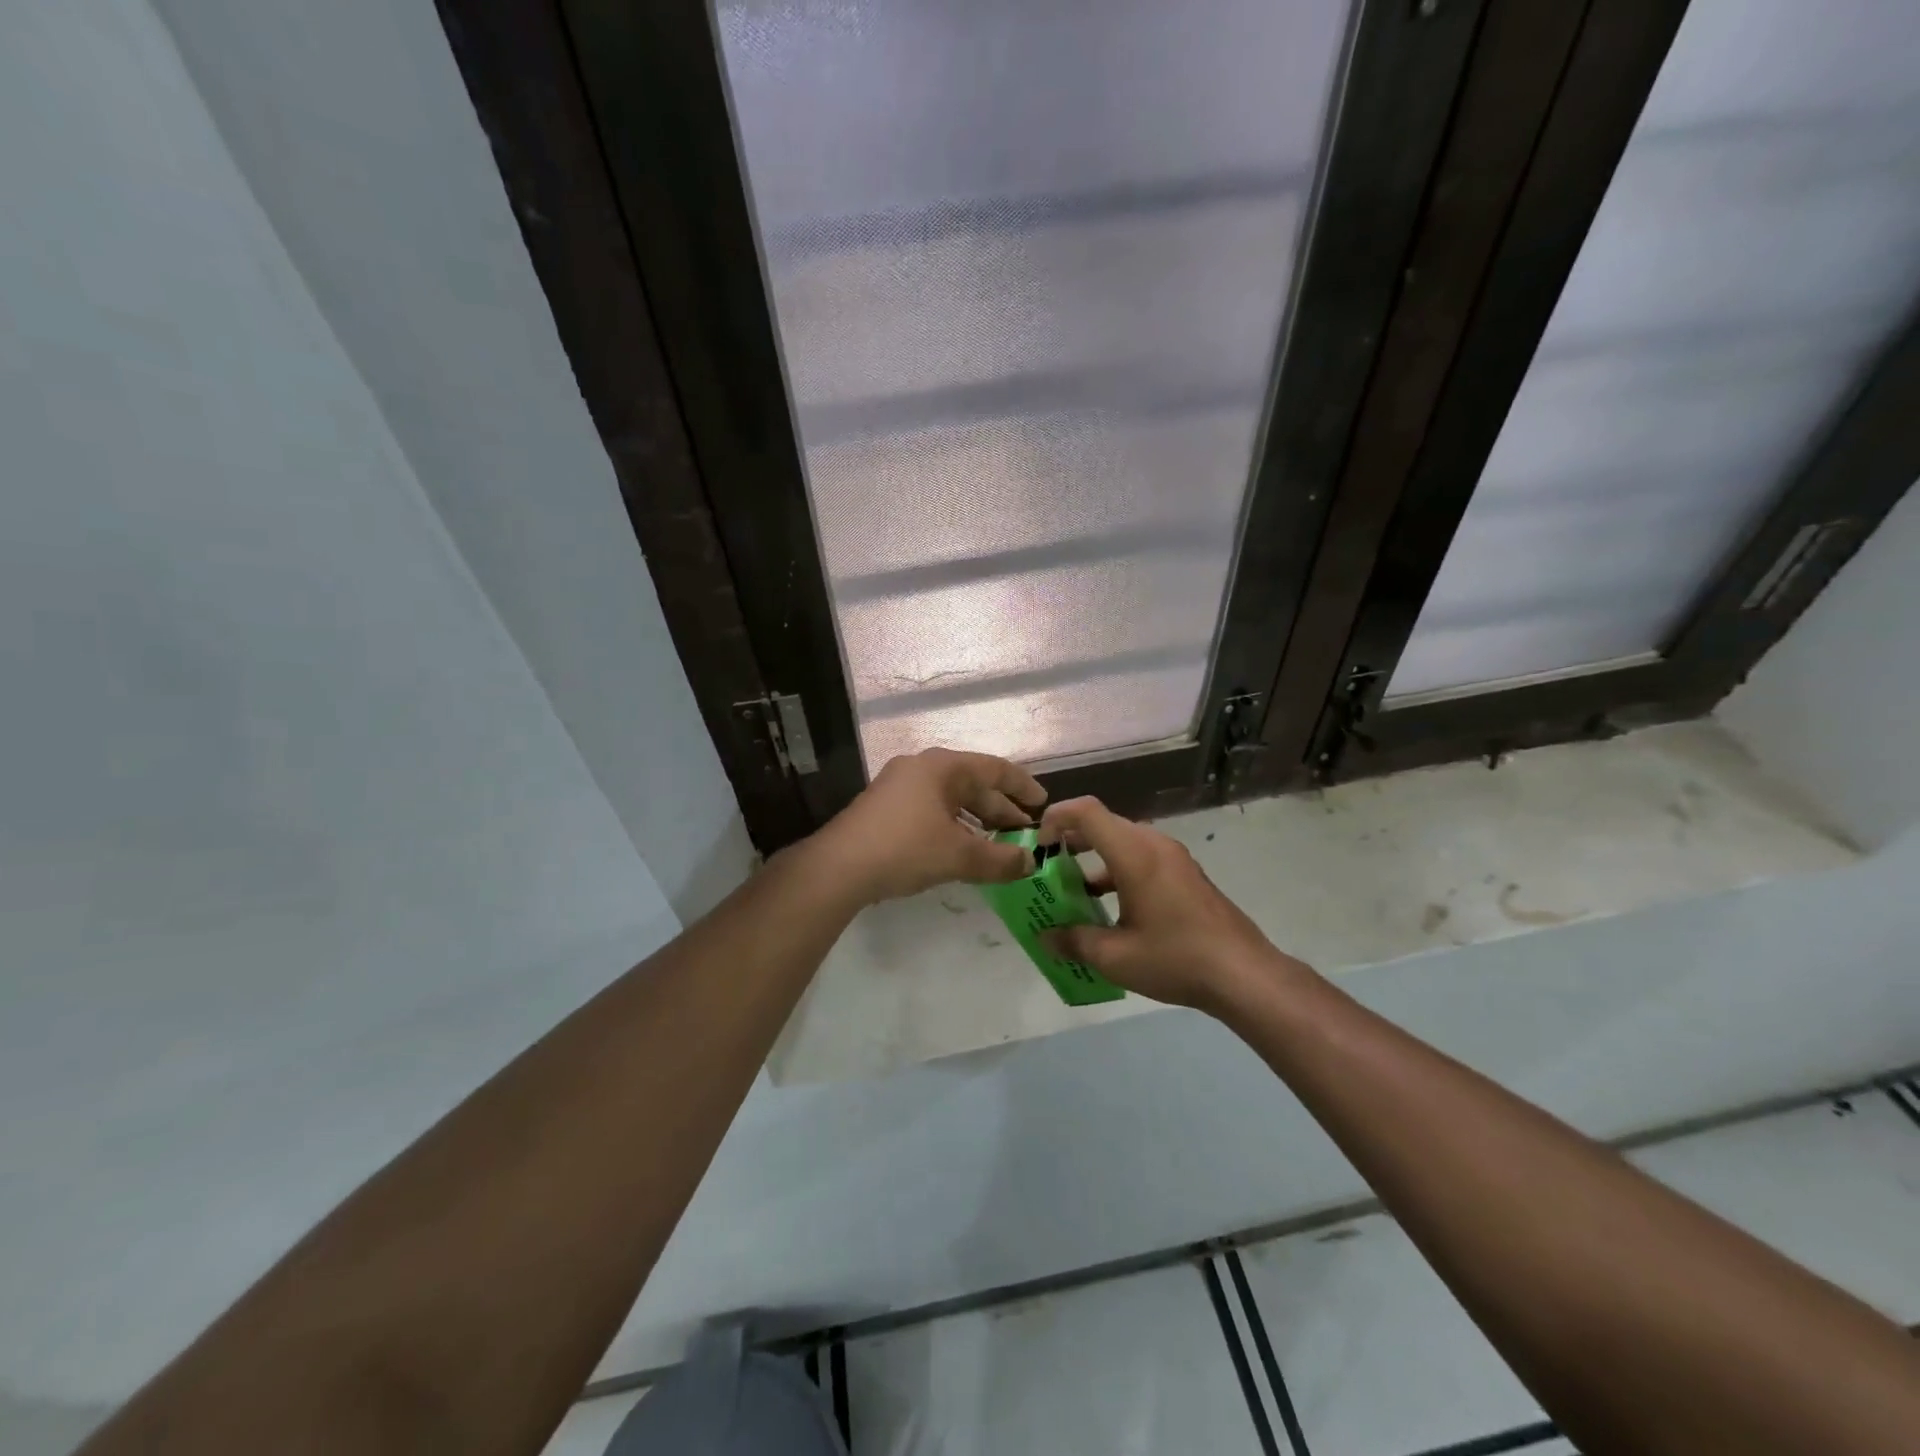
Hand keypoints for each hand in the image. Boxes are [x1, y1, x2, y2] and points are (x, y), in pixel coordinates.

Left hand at [810, 748, 1047, 904]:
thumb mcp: (959, 856)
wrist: (838, 867)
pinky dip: (954, 829)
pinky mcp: (885, 810)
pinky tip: (962, 852)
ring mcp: (899, 788)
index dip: (1022, 786)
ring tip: (999, 847)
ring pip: (951, 801)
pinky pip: (932, 812)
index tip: (1043, 803)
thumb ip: (1000, 860)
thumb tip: (1029, 864)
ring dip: (977, 823)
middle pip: (972, 785)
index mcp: (942, 767)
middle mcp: (921, 769)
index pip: (994, 768)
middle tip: (1025, 834)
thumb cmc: (905, 848)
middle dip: (1000, 811)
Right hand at [1038, 796, 1292, 1009]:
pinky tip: (1113, 909)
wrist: (1245, 974)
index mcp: (1134, 853)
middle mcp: (1154, 844)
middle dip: (1071, 841)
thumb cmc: (1175, 959)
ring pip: (1123, 842)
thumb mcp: (1115, 957)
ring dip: (1095, 859)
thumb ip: (1073, 941)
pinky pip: (1142, 857)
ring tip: (1076, 892)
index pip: (1086, 811)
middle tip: (1050, 869)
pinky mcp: (1186, 874)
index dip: (1056, 818)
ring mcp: (1174, 858)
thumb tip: (1045, 937)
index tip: (1039, 847)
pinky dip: (1118, 870)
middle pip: (1104, 824)